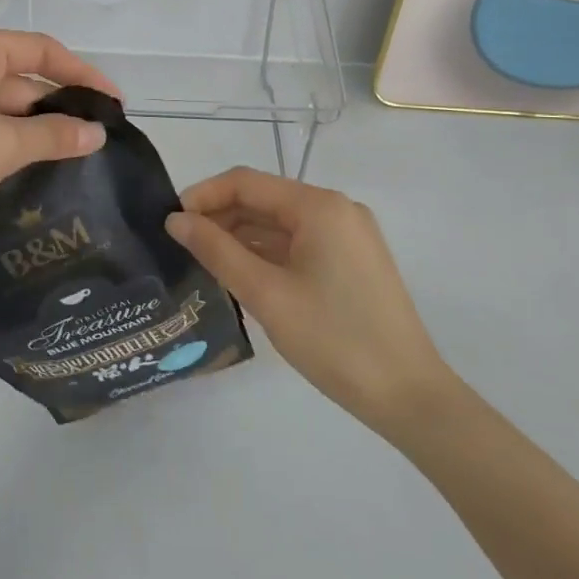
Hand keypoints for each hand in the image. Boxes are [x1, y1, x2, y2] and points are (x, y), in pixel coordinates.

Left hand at [0, 29, 120, 247]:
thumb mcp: (2, 147)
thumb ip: (54, 135)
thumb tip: (97, 132)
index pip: (39, 49)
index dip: (82, 74)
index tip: (113, 103)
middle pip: (14, 74)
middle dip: (52, 105)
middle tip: (91, 137)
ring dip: (25, 124)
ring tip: (63, 153)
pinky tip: (16, 160)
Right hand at [165, 167, 451, 433]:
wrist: (409, 396)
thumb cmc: (334, 339)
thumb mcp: (266, 294)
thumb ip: (217, 251)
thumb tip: (175, 220)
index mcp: (319, 206)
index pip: (246, 182)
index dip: (204, 195)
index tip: (170, 221)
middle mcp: (336, 209)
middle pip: (264, 199)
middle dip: (220, 216)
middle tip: (181, 246)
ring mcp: (348, 235)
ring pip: (280, 223)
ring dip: (241, 236)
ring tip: (203, 261)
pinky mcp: (352, 261)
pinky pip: (299, 243)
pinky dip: (267, 253)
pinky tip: (241, 273)